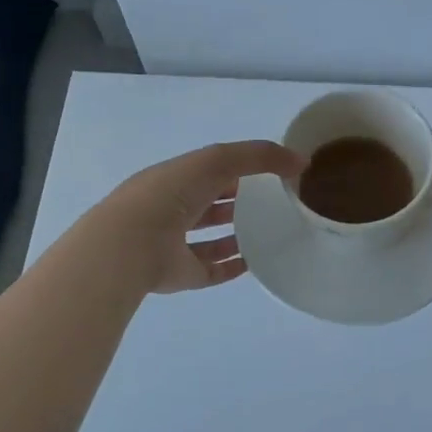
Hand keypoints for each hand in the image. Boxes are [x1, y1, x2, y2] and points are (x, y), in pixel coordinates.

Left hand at [97, 141, 303, 294]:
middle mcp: (173, 209)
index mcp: (176, 178)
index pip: (211, 170)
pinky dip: (232, 266)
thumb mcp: (217, 160)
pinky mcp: (183, 274)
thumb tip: (301, 161)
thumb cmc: (171, 194)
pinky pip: (212, 270)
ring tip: (270, 233)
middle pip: (211, 204)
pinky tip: (256, 262)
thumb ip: (259, 156)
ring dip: (236, 234)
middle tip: (275, 203)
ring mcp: (176, 244)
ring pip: (211, 238)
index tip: (273, 172)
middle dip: (238, 201)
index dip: (240, 168)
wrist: (131, 244)